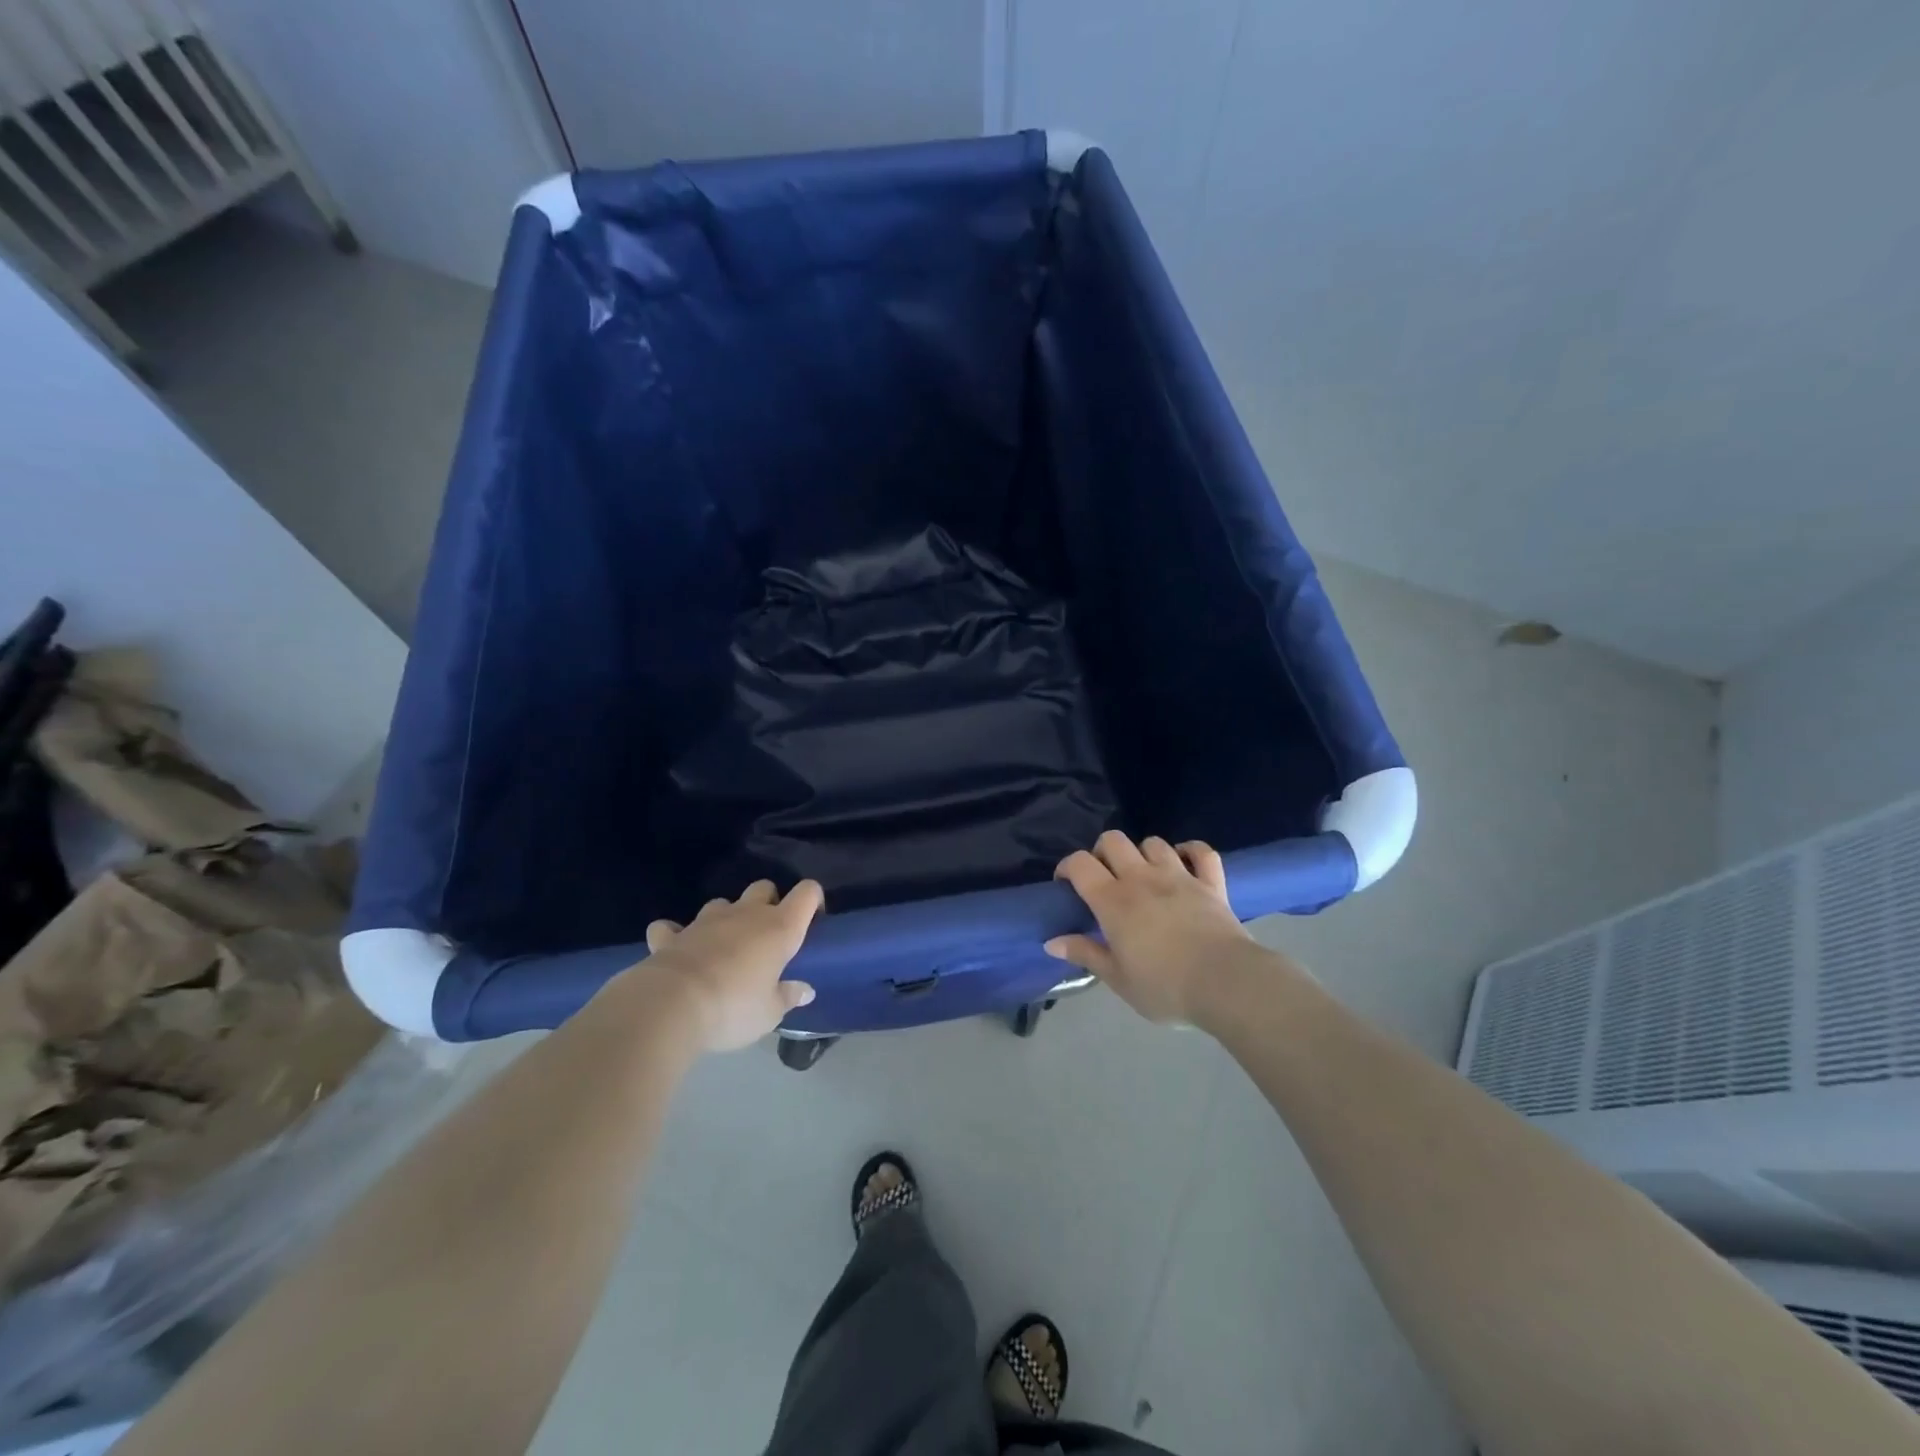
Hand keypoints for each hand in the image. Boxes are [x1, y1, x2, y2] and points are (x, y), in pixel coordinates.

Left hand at [638, 880, 823, 1051]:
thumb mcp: (769, 1013)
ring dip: (726, 918)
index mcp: (779, 928)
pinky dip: (676, 935)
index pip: (806, 894)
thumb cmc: (733, 1008)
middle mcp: (746, 914)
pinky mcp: (672, 935)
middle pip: (763, 887)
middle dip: (768, 902)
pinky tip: (677, 950)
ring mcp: (706, 920)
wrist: (670, 1005)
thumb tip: (805, 990)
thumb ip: (788, 997)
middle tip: (767, 935)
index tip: (813, 920)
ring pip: (722, 903)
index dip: (813, 900)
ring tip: (724, 946)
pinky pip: (673, 927)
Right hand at [1046, 832, 1252, 1024]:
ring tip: (1143, 875)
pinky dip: (1191, 851)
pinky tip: (1185, 862)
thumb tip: (1051, 941)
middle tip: (1104, 878)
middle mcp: (1142, 878)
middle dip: (1102, 852)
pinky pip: (1202, 852)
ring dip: (1143, 854)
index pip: (1080, 864)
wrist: (1226, 984)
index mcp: (1113, 901)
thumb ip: (1085, 954)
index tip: (1065, 884)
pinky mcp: (1211, 883)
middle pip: (1113, 841)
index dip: (1067, 867)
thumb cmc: (1165, 987)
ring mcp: (1179, 876)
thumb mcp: (1118, 979)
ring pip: (1153, 842)